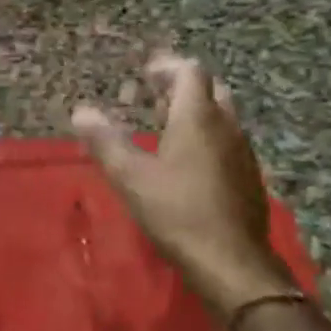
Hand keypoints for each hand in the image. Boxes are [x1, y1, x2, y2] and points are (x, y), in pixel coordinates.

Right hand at [73, 53, 292, 319]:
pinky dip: (207, 137)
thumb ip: (104, 141)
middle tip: (154, 98)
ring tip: (165, 128)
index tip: (146, 74)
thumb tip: (81, 112)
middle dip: (182, 87)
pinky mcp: (249, 178)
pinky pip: (228, 141)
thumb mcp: (130, 177)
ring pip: (222, 116)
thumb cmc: (177, 212)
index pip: (190, 72)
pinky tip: (187, 164)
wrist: (232, 263)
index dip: (167, 67)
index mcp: (198, 117)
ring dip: (196, 112)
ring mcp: (243, 152)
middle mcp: (227, 126)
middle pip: (210, 89)